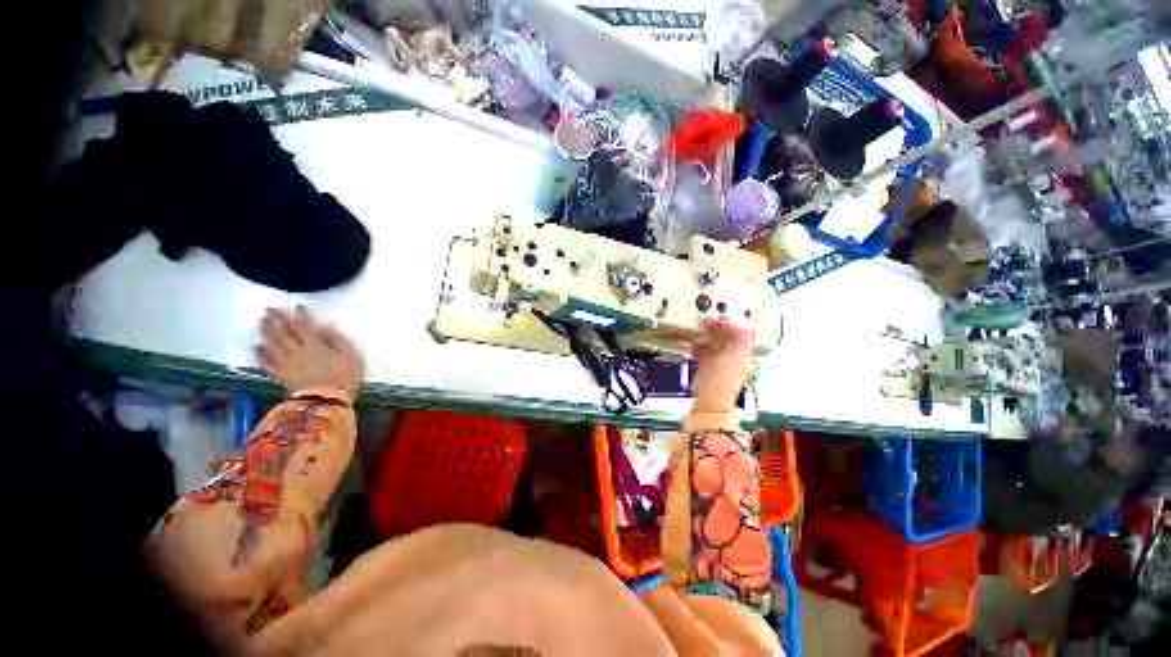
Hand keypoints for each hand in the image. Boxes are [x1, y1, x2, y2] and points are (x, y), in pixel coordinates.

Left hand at [256, 307, 363, 395]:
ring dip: (266, 332)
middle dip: (277, 319)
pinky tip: (257, 348)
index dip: (300, 316)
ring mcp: (286, 363)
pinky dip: (260, 355)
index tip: (298, 307)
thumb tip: (324, 329)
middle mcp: (297, 350)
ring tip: (261, 322)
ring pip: (272, 344)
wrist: (327, 400)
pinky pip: (267, 363)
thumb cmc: (345, 376)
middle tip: (269, 309)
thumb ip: (337, 341)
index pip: (304, 326)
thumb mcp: (350, 355)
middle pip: (284, 332)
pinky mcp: (281, 375)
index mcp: (315, 345)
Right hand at [690, 317, 753, 414]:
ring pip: (711, 343)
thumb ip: (735, 336)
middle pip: (723, 335)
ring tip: (693, 335)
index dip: (728, 322)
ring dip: (702, 337)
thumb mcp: (732, 354)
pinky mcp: (706, 367)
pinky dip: (696, 347)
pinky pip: (702, 352)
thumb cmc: (722, 379)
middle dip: (712, 328)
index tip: (715, 317)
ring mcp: (718, 361)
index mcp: (741, 351)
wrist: (710, 401)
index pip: (738, 331)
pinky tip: (691, 346)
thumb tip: (732, 321)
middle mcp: (731, 355)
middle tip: (700, 322)